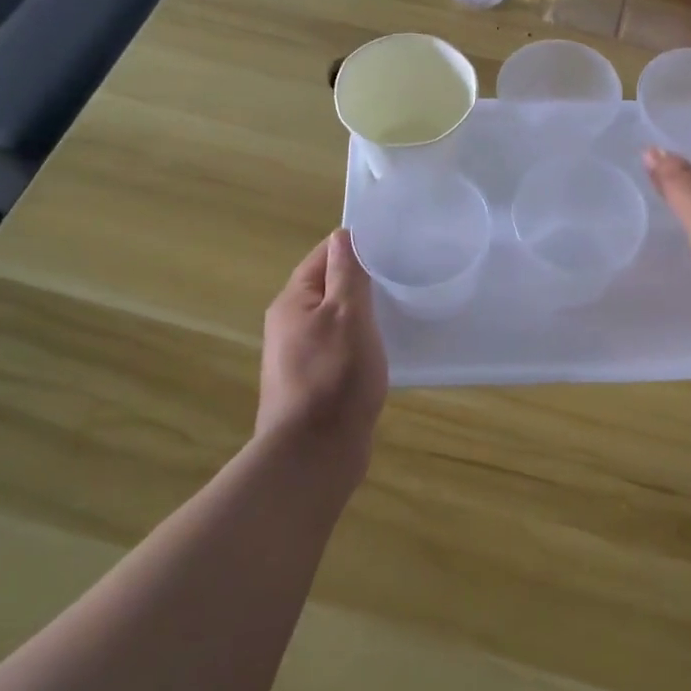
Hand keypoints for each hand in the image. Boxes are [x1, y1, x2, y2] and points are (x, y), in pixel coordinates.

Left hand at [259, 229, 388, 469]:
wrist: (313, 454)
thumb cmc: (335, 376)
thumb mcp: (348, 314)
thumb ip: (346, 273)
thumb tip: (342, 236)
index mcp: (293, 301)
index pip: (323, 256)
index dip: (354, 247)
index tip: (391, 245)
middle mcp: (289, 325)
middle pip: (327, 287)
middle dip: (360, 280)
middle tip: (401, 275)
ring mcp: (298, 357)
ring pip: (334, 320)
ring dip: (362, 313)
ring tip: (398, 309)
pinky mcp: (313, 383)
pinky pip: (338, 348)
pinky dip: (359, 342)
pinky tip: (383, 349)